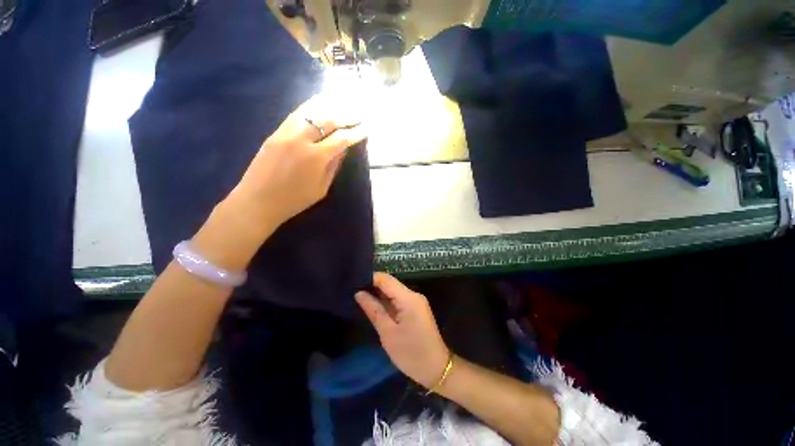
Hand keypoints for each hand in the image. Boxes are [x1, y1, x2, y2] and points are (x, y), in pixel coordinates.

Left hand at [227, 95, 367, 236]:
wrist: (258, 201)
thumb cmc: (294, 200)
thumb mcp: (321, 188)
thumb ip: (333, 166)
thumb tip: (343, 149)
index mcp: (316, 157)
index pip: (341, 139)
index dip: (355, 133)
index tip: (366, 129)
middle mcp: (301, 139)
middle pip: (327, 120)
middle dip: (345, 116)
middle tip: (357, 115)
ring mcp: (285, 133)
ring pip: (310, 112)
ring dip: (329, 107)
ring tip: (342, 104)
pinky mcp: (275, 132)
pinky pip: (296, 114)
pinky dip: (310, 107)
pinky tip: (319, 103)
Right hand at [356, 273, 449, 388]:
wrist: (436, 369)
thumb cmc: (410, 353)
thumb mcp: (388, 333)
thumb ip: (373, 310)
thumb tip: (359, 293)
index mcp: (408, 298)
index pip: (385, 279)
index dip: (369, 278)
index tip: (353, 283)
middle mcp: (413, 294)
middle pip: (390, 283)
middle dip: (372, 286)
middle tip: (353, 291)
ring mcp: (416, 301)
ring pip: (393, 291)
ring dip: (379, 294)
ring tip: (359, 297)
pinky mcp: (416, 308)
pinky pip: (398, 299)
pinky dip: (386, 302)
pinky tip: (374, 306)